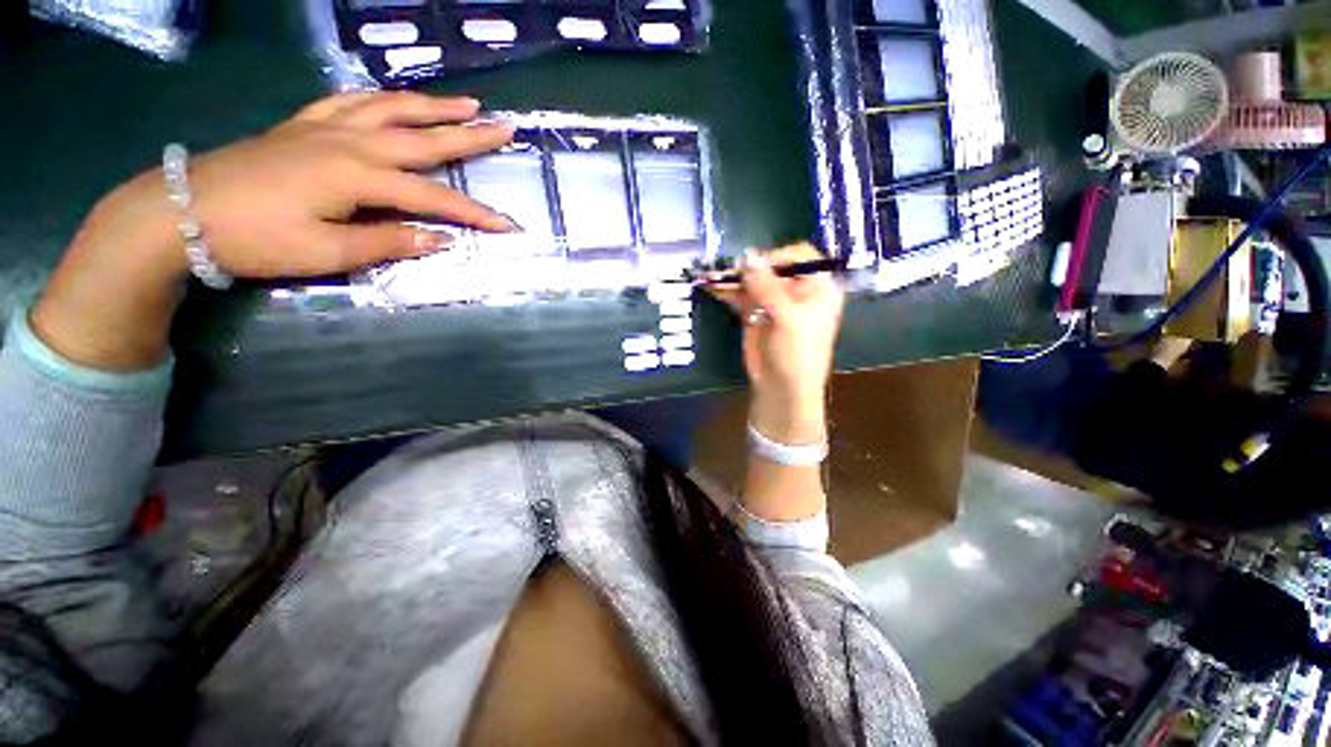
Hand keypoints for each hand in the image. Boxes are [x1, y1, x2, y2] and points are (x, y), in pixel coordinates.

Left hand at [32, 92, 515, 370]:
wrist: (181, 212)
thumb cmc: (256, 238)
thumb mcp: (327, 253)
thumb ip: (388, 242)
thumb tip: (440, 239)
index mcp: (358, 175)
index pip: (434, 197)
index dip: (474, 213)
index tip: (508, 225)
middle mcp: (349, 142)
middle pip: (422, 136)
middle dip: (468, 135)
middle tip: (504, 126)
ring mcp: (323, 127)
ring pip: (390, 109)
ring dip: (431, 106)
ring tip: (464, 103)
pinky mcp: (302, 125)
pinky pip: (348, 101)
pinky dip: (379, 97)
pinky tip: (393, 98)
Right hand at [711, 243, 844, 443]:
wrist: (782, 388)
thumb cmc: (798, 353)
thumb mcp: (788, 319)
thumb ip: (768, 286)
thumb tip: (748, 256)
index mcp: (817, 287)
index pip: (800, 256)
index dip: (778, 256)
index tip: (757, 265)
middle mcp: (796, 289)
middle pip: (772, 266)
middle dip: (750, 267)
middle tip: (730, 270)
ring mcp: (773, 300)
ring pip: (753, 280)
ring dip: (735, 278)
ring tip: (714, 277)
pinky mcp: (755, 312)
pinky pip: (741, 295)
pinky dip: (728, 291)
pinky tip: (714, 287)